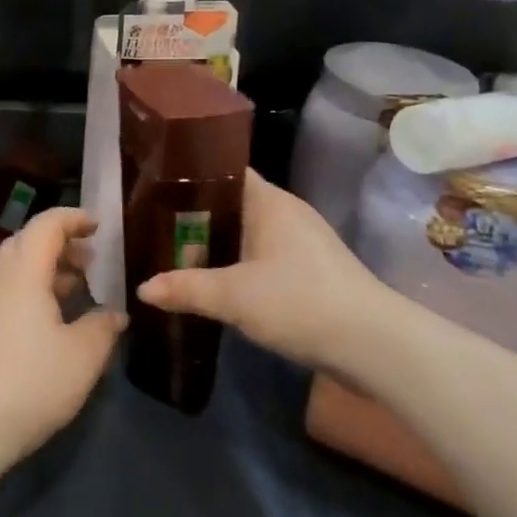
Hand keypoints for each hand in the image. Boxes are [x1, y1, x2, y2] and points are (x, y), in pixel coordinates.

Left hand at [0, 207, 124, 467]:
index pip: (47, 225)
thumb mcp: (82, 356)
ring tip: (78, 289)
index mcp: (24, 270)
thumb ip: (102, 327)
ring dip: (47, 269)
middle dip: (61, 244)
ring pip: (16, 269)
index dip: (74, 218)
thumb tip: (115, 313)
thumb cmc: (30, 382)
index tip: (99, 226)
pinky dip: (33, 291)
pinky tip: (52, 321)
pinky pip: (8, 292)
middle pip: (28, 242)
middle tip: (92, 261)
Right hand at [135, 170, 397, 373]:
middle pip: (231, 202)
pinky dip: (238, 263)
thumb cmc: (300, 302)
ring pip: (247, 231)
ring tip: (176, 252)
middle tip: (154, 224)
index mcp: (269, 201)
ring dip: (217, 242)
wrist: (374, 346)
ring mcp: (302, 242)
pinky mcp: (311, 271)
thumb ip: (186, 288)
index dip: (189, 174)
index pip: (223, 169)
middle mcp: (286, 212)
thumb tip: (142, 289)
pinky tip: (217, 281)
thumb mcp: (233, 297)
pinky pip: (262, 255)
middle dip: (195, 214)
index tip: (154, 184)